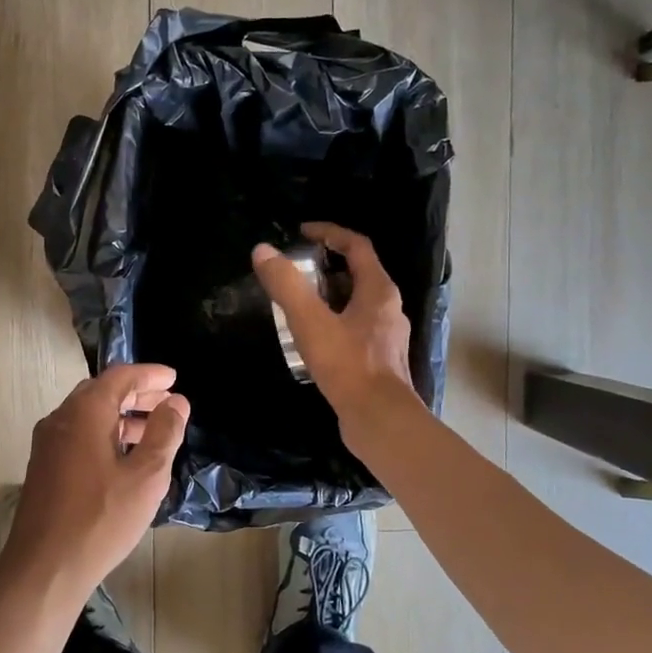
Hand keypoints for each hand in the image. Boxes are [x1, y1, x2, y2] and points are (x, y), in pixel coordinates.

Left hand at [2, 364, 189, 599]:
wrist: (44, 568)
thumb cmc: (100, 519)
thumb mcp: (146, 476)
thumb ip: (164, 433)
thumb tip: (176, 402)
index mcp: (84, 412)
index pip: (120, 376)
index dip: (149, 374)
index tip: (174, 378)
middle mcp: (60, 419)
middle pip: (102, 393)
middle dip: (137, 394)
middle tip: (168, 402)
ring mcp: (47, 444)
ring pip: (89, 416)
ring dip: (122, 417)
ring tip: (153, 431)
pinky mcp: (44, 468)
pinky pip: (78, 436)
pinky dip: (105, 434)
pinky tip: (124, 458)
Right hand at [253, 223, 417, 431]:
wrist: (379, 420)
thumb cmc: (348, 365)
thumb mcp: (310, 321)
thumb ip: (286, 285)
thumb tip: (262, 251)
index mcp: (379, 290)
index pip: (357, 246)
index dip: (330, 233)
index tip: (302, 232)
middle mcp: (389, 308)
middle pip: (358, 274)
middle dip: (326, 266)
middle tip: (295, 269)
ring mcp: (386, 336)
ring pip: (356, 304)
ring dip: (329, 296)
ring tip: (297, 303)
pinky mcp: (379, 360)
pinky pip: (355, 329)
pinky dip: (333, 322)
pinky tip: (312, 340)